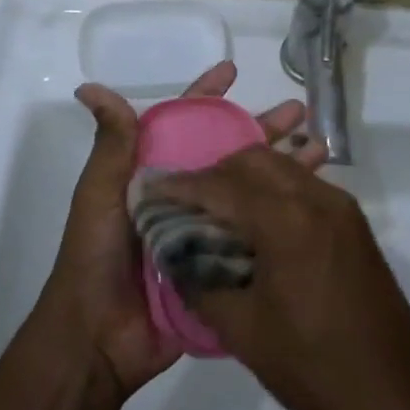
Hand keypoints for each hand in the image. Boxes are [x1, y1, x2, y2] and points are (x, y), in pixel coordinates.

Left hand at [34, 62, 305, 403]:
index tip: (233, 72)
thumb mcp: (100, 192)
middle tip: (300, 111)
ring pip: (250, 189)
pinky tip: (314, 203)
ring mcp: (207, 231)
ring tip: (320, 150)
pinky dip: (284, 217)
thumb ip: (111, 143)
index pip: (186, 123)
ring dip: (282, 168)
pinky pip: (258, 234)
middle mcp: (185, 195)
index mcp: (156, 173)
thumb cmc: (96, 254)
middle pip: (230, 152)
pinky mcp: (223, 266)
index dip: (209, 96)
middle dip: (262, 128)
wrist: (99, 338)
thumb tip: (89, 88)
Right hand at [154, 149, 409, 409]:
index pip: (222, 185)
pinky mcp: (353, 223)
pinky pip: (304, 186)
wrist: (396, 402)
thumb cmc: (313, 369)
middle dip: (216, 173)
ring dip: (247, 178)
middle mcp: (316, 198)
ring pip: (282, 168)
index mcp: (286, 219)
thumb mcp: (243, 330)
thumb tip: (174, 255)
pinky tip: (258, 223)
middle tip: (188, 201)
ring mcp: (341, 207)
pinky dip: (274, 191)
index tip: (154, 188)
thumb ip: (200, 282)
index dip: (183, 186)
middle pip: (255, 160)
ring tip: (218, 210)